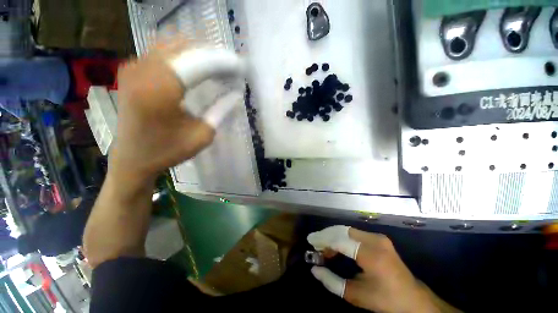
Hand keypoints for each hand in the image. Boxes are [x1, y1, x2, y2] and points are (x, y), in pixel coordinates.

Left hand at [113, 41, 244, 182]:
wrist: (133, 158)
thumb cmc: (169, 151)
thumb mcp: (203, 135)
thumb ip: (221, 110)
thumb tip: (236, 93)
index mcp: (160, 90)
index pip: (198, 63)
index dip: (222, 62)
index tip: (240, 67)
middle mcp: (143, 70)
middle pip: (186, 48)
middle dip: (212, 56)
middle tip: (231, 68)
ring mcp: (134, 66)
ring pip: (173, 45)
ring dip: (199, 54)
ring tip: (218, 67)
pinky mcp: (132, 69)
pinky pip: (162, 51)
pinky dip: (183, 56)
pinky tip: (197, 67)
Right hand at [307, 226, 460, 312]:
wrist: (413, 300)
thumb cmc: (386, 300)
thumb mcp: (357, 295)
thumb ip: (333, 282)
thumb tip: (314, 270)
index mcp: (371, 254)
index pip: (340, 240)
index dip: (323, 239)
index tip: (310, 241)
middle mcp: (375, 240)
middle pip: (343, 231)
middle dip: (326, 235)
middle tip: (315, 243)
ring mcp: (378, 237)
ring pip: (348, 230)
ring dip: (333, 236)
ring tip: (323, 246)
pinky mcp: (379, 238)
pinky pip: (355, 234)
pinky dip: (342, 237)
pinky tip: (336, 246)